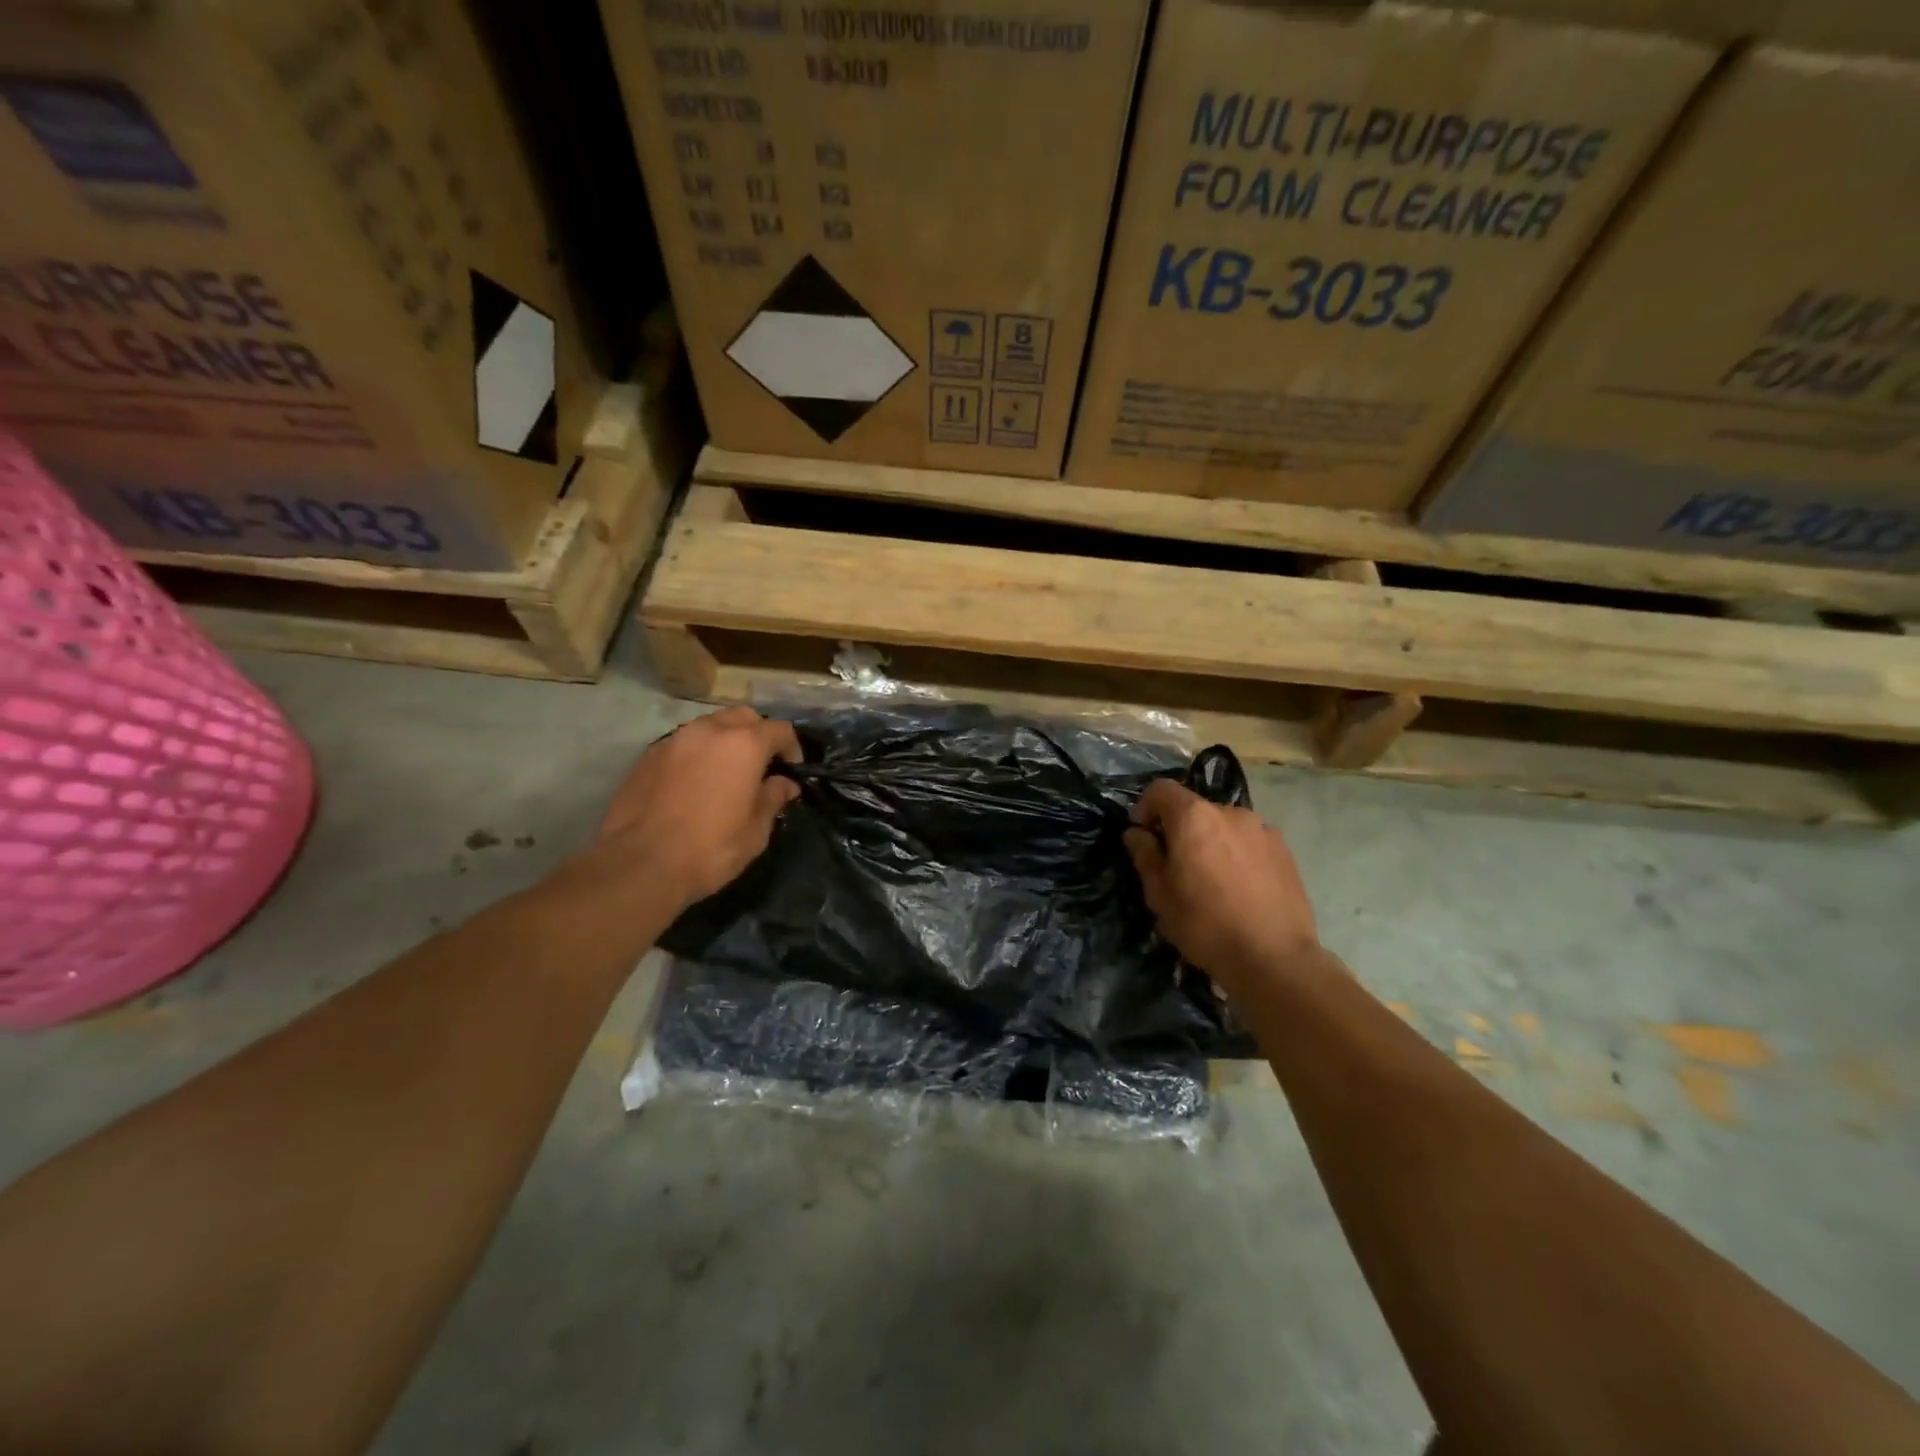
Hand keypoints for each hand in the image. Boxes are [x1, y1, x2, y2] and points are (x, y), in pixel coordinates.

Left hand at [586, 706, 801, 910]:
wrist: (639, 864)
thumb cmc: (710, 848)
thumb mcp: (755, 830)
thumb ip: (773, 798)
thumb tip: (784, 783)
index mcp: (744, 744)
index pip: (780, 729)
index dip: (792, 748)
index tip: (791, 770)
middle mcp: (710, 731)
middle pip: (744, 717)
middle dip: (758, 734)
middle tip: (761, 765)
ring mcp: (675, 740)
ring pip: (711, 725)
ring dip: (726, 740)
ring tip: (727, 772)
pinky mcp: (648, 755)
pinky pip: (684, 743)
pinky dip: (698, 753)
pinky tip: (695, 782)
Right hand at [1124, 778, 1320, 997]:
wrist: (1274, 958)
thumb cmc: (1205, 925)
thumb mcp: (1160, 895)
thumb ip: (1145, 856)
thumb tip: (1137, 833)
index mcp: (1194, 817)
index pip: (1161, 789)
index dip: (1146, 807)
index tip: (1143, 836)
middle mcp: (1229, 812)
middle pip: (1195, 808)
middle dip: (1180, 829)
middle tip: (1176, 866)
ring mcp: (1262, 829)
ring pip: (1224, 825)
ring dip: (1211, 841)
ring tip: (1213, 879)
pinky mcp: (1285, 850)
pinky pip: (1249, 841)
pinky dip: (1238, 853)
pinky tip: (1240, 887)